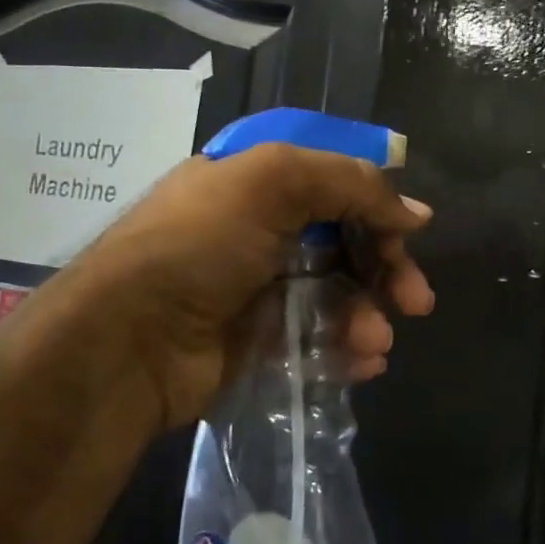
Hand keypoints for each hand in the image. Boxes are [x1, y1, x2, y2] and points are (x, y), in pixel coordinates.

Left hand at [71, 143, 434, 428]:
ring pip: (338, 293)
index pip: (336, 182)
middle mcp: (261, 229)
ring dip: (368, 314)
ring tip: (376, 340)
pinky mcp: (260, 341)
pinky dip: (347, 348)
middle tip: (417, 300)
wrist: (127, 343)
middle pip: (347, 239)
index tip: (413, 232)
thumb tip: (416, 215)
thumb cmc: (199, 245)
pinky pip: (320, 338)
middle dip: (387, 268)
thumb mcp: (272, 181)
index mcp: (257, 181)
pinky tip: (365, 362)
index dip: (378, 204)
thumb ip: (350, 184)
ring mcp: (260, 287)